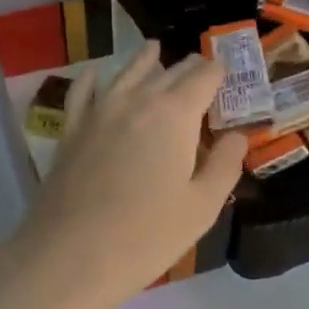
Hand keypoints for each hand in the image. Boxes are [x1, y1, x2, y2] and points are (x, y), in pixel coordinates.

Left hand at [9, 44, 245, 308]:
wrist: (71, 256)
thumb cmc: (147, 236)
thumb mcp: (202, 207)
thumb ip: (224, 165)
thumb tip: (238, 136)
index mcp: (174, 114)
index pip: (204, 76)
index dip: (220, 73)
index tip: (228, 77)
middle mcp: (135, 100)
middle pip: (168, 71)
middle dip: (188, 69)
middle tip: (201, 73)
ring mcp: (98, 112)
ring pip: (126, 73)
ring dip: (145, 62)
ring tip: (155, 52)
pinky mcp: (70, 130)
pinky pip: (83, 92)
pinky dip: (94, 78)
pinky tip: (97, 73)